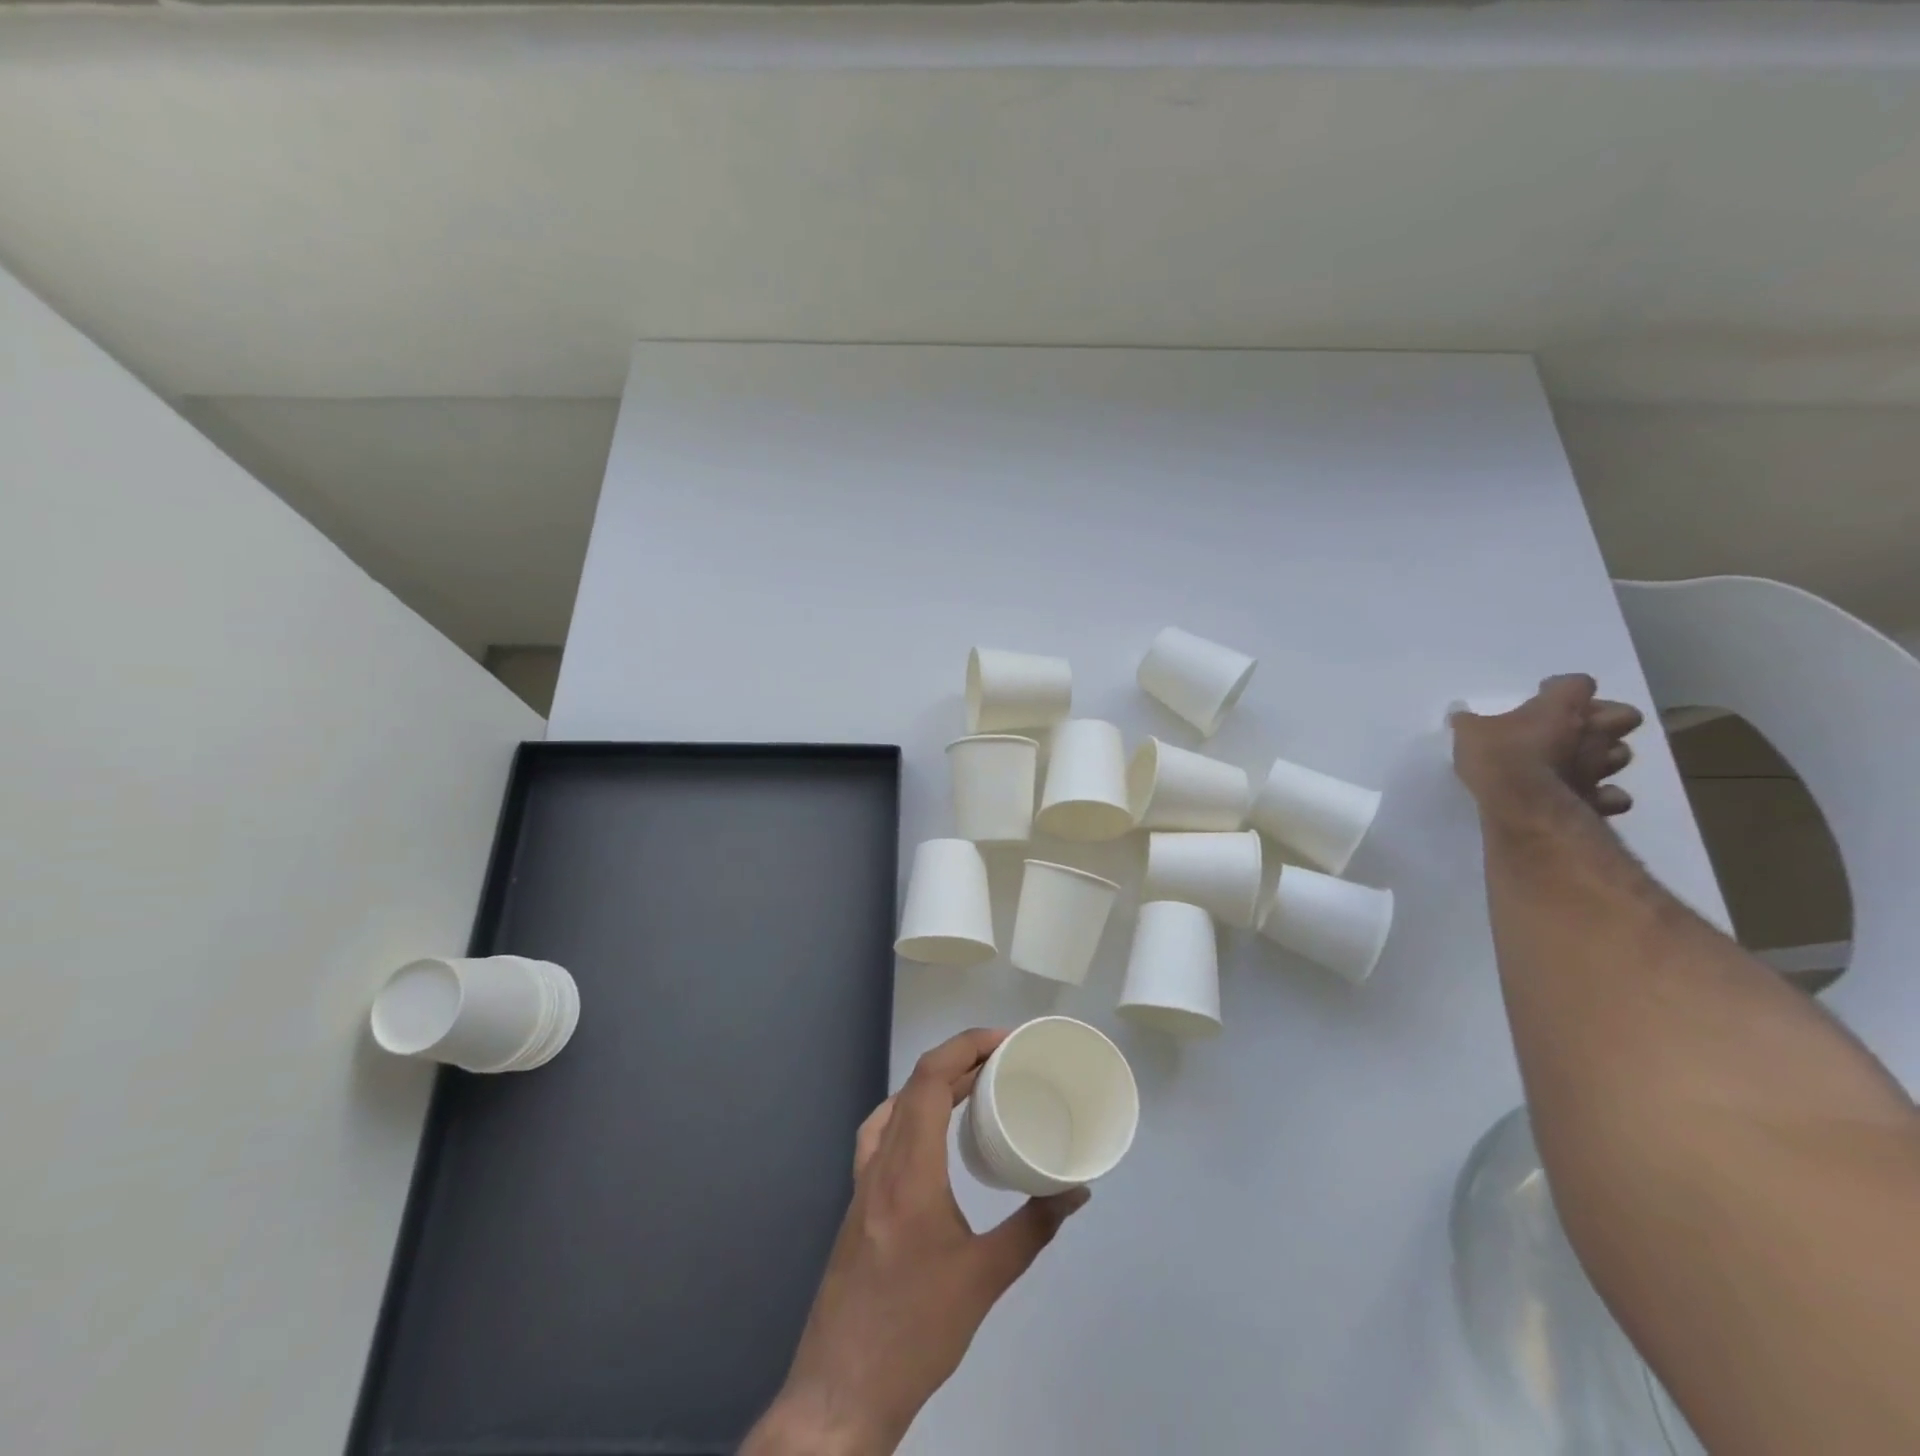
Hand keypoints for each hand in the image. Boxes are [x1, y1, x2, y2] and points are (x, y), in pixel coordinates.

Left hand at [743, 1029, 1089, 1455]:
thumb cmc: (917, 1331)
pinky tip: (928, 1131)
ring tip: (974, 1085)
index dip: (966, 1046)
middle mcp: (881, 1161)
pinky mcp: (857, 1200)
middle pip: (915, 1083)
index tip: (1005, 1041)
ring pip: (896, 1104)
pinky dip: (909, 1110)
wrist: (842, 1388)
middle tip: (1003, 1059)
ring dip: (933, 1083)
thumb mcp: (985, 1279)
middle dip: (959, 1058)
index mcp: (910, 1169)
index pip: (931, 1078)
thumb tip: (1075, 1191)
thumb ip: (1033, 1228)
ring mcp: (862, 1180)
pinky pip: (881, 1132)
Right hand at [1452, 674, 1643, 816]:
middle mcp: (1590, 734)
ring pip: (1621, 753)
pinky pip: (1612, 796)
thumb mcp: (1468, 733)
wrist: (1521, 807)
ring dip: (1605, 754)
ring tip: (1578, 759)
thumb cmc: (1498, 758)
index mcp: (1561, 709)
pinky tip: (1584, 794)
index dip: (1562, 687)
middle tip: (1574, 725)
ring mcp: (1599, 768)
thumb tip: (1459, 712)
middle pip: (1624, 714)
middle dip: (1605, 717)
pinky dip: (1603, 795)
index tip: (1542, 694)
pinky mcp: (1597, 799)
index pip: (1577, 683)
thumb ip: (1468, 721)